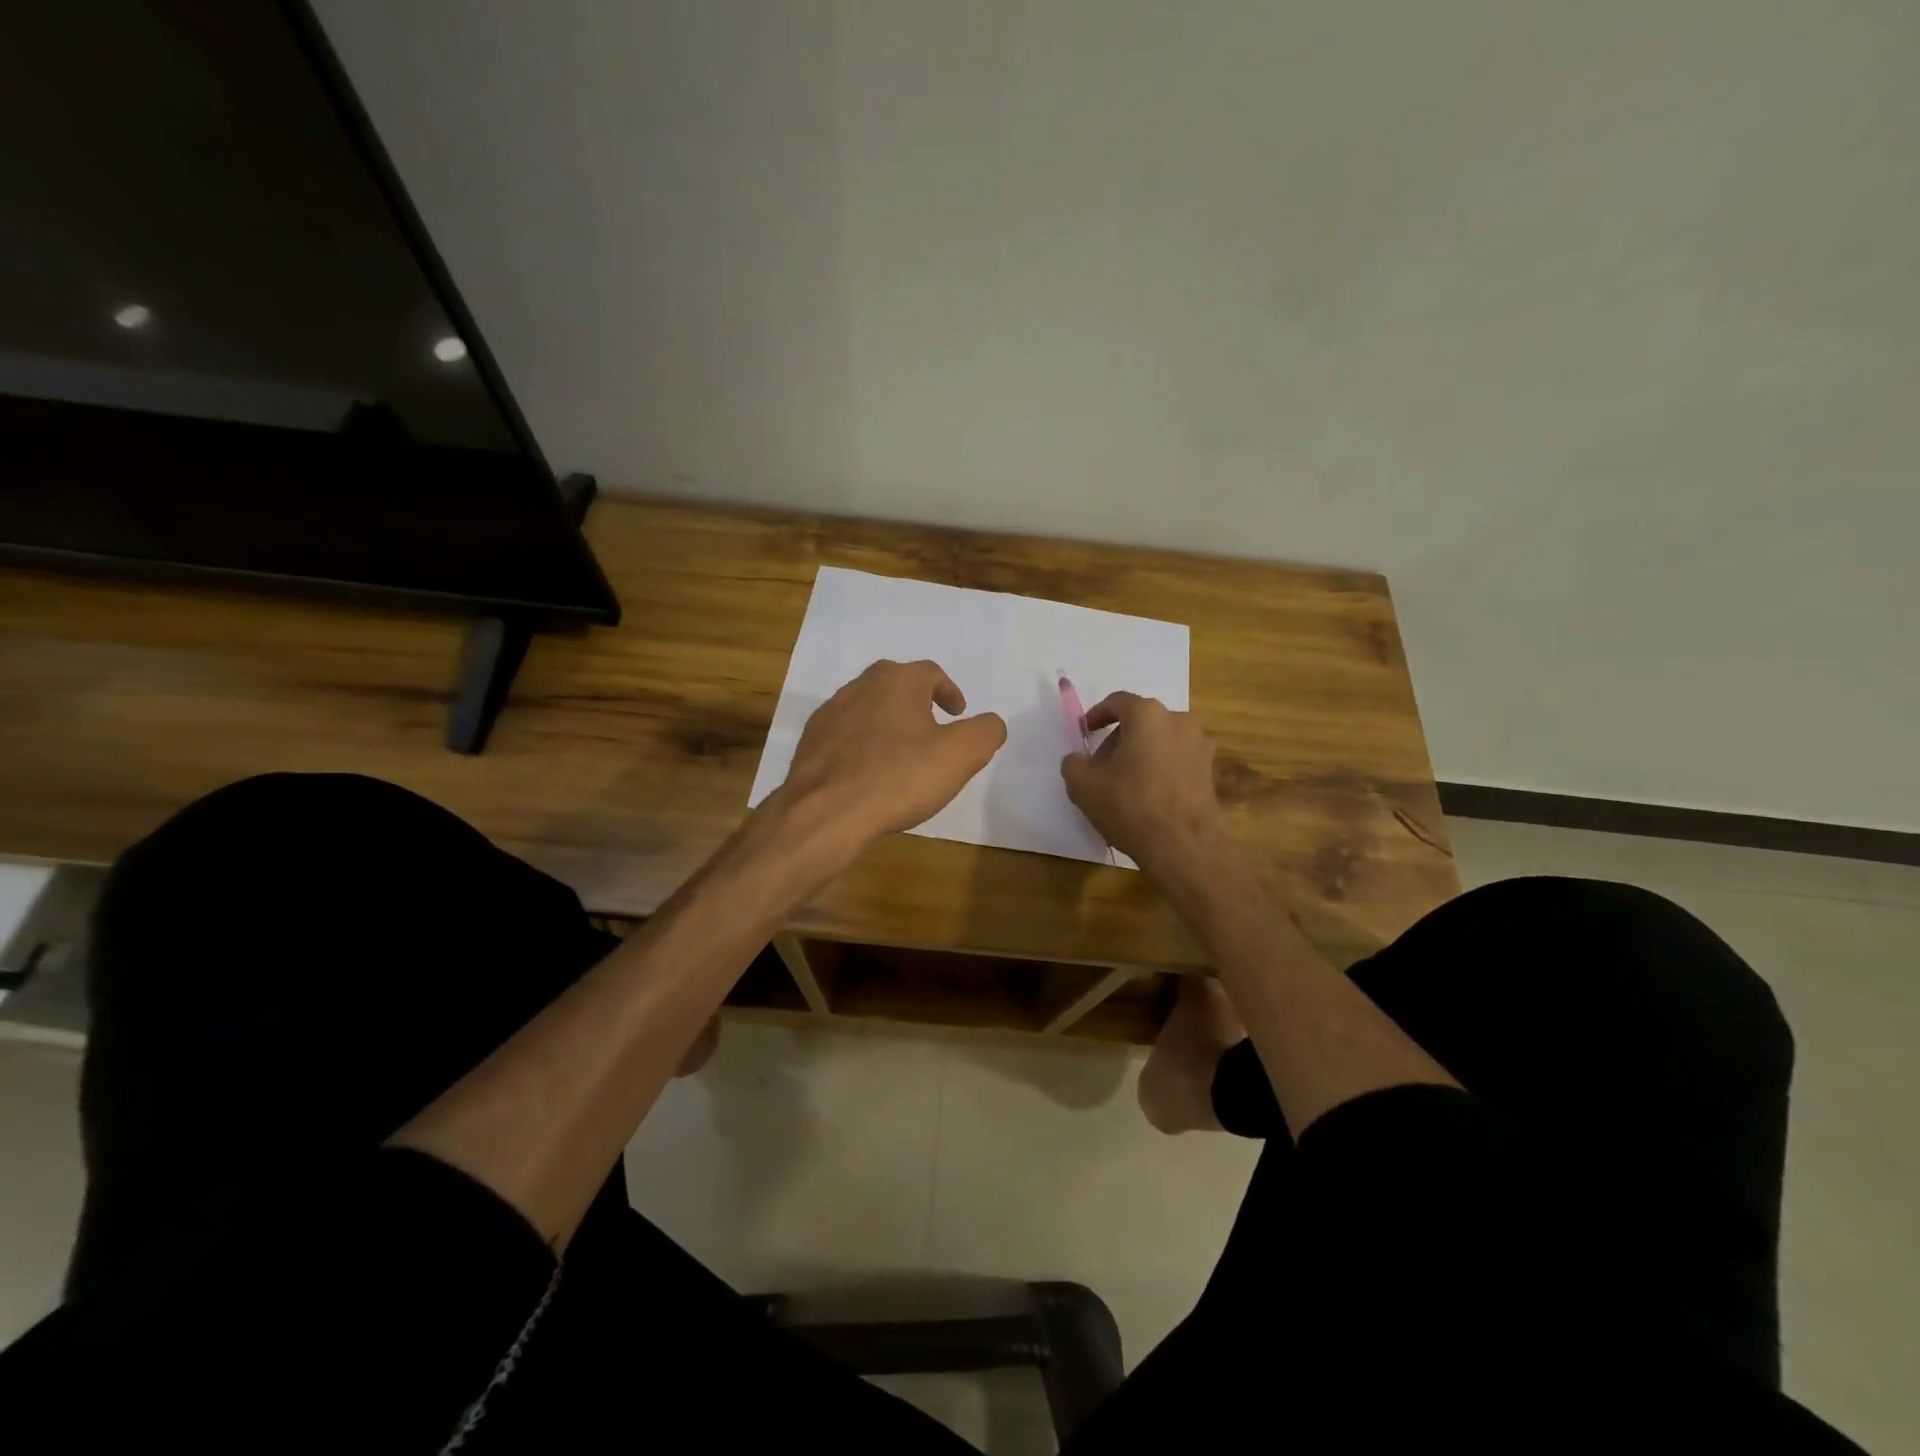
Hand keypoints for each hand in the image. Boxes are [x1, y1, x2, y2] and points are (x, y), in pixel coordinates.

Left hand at [779, 659, 1006, 843]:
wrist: (825, 812)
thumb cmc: (898, 777)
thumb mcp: (960, 755)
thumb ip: (985, 732)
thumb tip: (991, 723)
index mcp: (898, 681)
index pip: (931, 673)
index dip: (949, 692)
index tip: (958, 713)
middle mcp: (860, 686)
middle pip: (896, 685)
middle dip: (917, 703)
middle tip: (932, 728)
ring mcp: (830, 713)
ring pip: (868, 709)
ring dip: (887, 723)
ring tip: (901, 753)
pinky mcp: (810, 742)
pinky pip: (845, 736)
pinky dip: (862, 746)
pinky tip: (869, 773)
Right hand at [1061, 692, 1226, 874]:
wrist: (1183, 845)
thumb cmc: (1130, 805)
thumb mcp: (1083, 785)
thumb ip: (1074, 763)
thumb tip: (1078, 759)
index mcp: (1148, 715)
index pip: (1118, 702)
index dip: (1097, 715)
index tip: (1085, 732)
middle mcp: (1179, 720)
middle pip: (1141, 721)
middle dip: (1118, 739)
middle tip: (1101, 765)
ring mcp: (1200, 745)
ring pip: (1161, 740)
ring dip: (1141, 753)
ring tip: (1124, 782)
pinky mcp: (1210, 770)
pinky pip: (1177, 759)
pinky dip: (1160, 768)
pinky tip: (1147, 795)